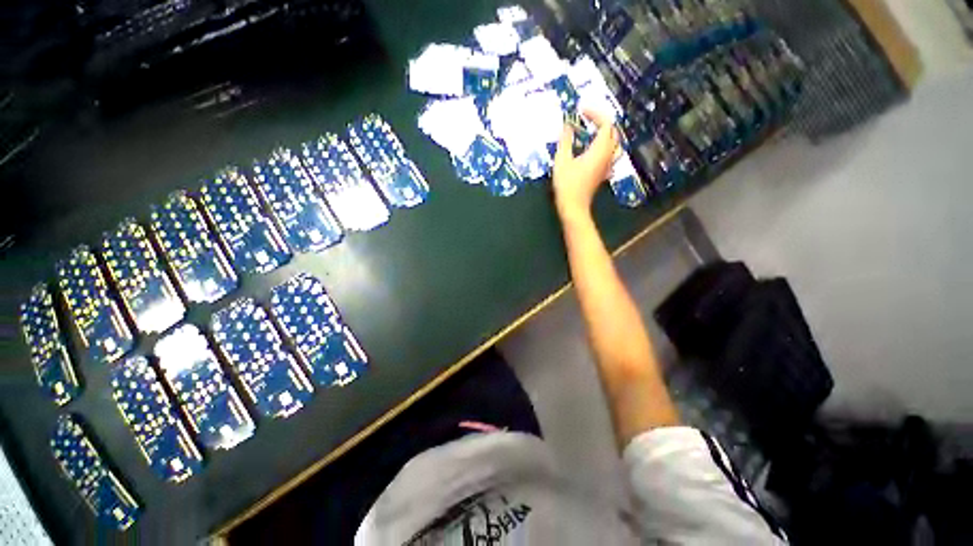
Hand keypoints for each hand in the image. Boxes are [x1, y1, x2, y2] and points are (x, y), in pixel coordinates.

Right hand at [553, 108, 619, 219]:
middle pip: (613, 132)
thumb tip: (567, 125)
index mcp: (600, 150)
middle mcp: (608, 155)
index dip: (595, 113)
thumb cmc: (567, 185)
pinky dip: (603, 145)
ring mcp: (607, 165)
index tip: (581, 110)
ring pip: (613, 143)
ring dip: (604, 133)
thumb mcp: (562, 160)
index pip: (606, 124)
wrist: (574, 207)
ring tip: (592, 130)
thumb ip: (565, 140)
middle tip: (586, 117)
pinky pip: (609, 153)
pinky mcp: (603, 173)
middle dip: (601, 121)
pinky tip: (593, 148)